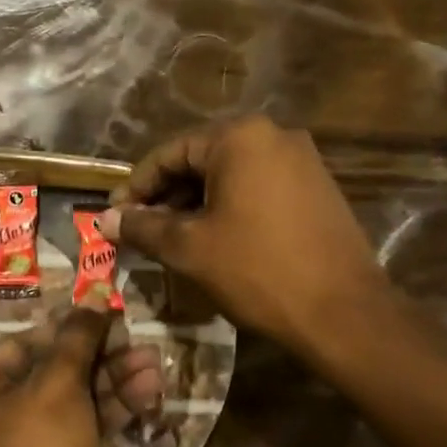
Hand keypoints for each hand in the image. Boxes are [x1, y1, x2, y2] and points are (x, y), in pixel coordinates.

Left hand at [0, 291, 163, 446]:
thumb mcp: (58, 385)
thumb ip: (78, 338)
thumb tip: (93, 295)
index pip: (17, 346)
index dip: (62, 329)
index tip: (101, 314)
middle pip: (50, 372)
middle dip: (98, 356)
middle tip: (136, 337)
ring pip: (74, 400)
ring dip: (114, 380)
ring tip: (155, 363)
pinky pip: (84, 427)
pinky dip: (113, 409)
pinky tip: (151, 392)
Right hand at [101, 116, 392, 356]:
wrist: (343, 312)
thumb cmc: (257, 271)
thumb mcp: (189, 249)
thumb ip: (142, 227)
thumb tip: (103, 220)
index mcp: (240, 137)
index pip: (171, 152)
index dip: (137, 186)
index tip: (115, 216)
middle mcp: (275, 135)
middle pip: (202, 160)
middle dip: (167, 196)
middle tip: (141, 231)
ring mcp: (303, 160)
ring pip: (232, 176)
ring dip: (197, 204)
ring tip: (173, 240)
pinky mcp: (318, 188)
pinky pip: (260, 188)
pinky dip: (230, 208)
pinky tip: (216, 240)